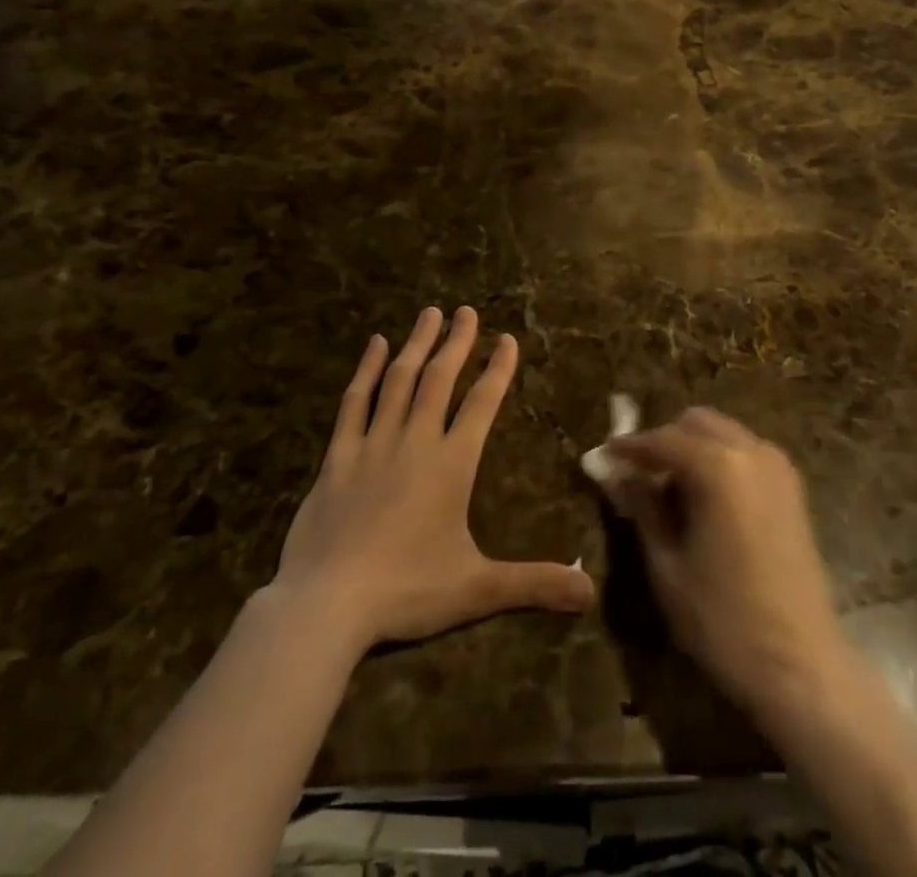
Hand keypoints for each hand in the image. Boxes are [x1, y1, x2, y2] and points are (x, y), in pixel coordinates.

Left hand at [274, 306, 594, 650]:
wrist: (326, 605)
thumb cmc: (406, 592)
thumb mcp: (477, 590)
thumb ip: (534, 584)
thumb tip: (591, 595)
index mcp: (451, 464)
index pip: (482, 404)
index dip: (497, 369)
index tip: (507, 338)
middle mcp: (415, 441)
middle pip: (440, 379)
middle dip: (457, 342)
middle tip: (465, 311)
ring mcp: (373, 444)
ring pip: (400, 380)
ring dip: (417, 344)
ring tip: (429, 313)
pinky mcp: (337, 457)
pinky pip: (355, 402)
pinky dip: (367, 370)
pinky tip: (376, 345)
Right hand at [608, 408, 850, 722]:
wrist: (801, 666)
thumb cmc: (723, 620)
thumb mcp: (666, 565)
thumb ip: (642, 507)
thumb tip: (621, 475)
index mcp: (718, 465)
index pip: (661, 439)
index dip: (629, 448)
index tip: (603, 457)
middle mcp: (750, 451)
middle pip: (696, 423)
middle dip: (664, 441)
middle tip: (639, 477)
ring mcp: (777, 466)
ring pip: (723, 433)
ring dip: (693, 448)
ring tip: (670, 491)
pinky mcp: (792, 487)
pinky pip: (745, 453)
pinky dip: (720, 460)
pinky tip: (706, 500)